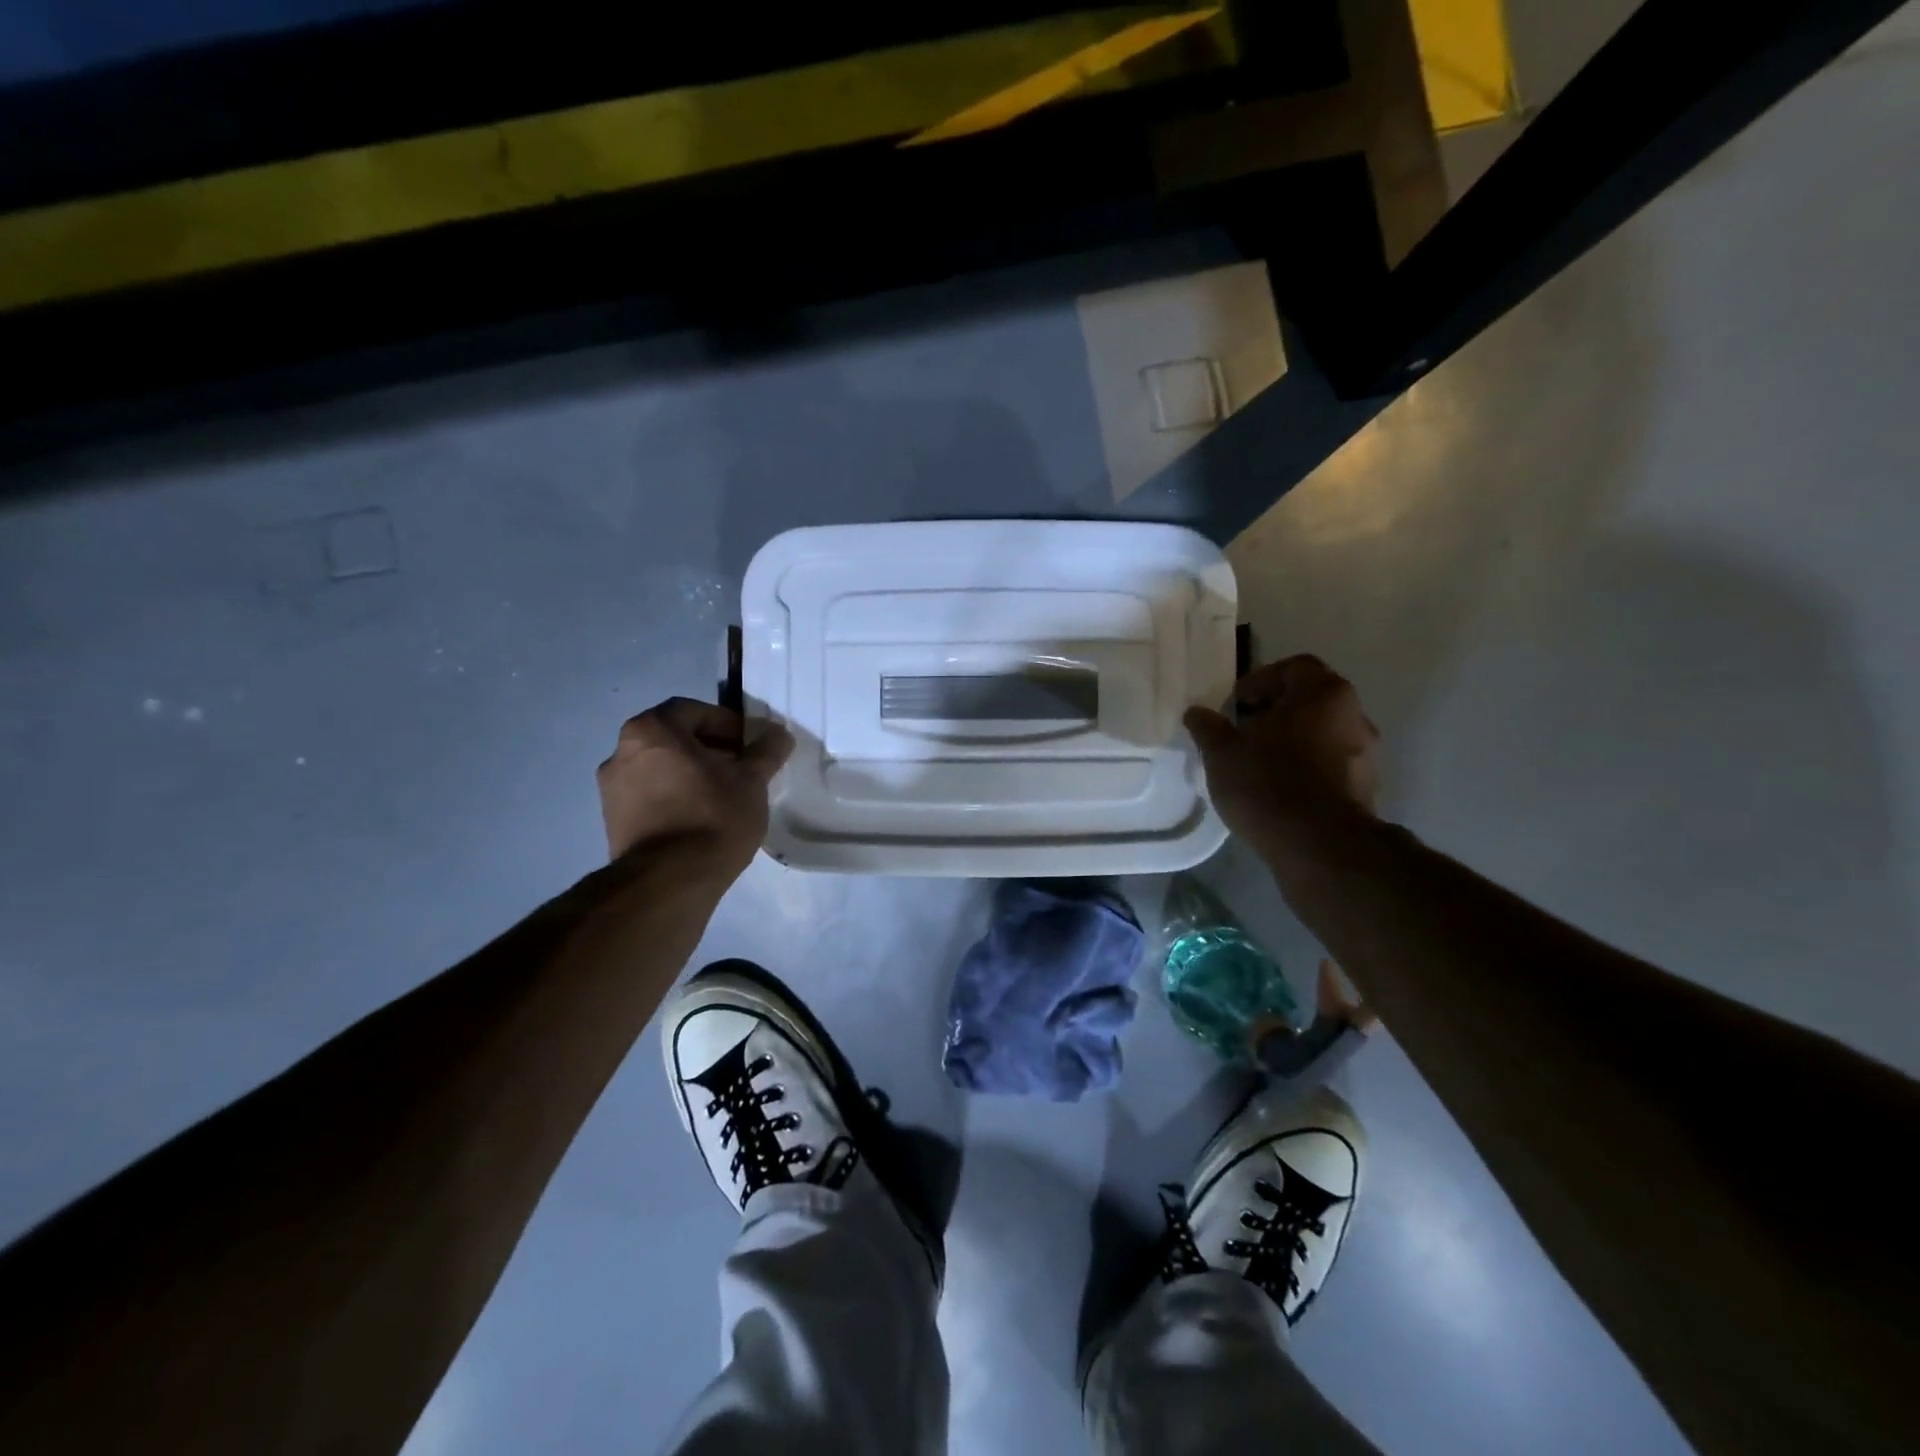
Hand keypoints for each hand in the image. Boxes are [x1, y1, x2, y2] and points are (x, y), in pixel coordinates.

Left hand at [597, 698, 793, 871]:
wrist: (670, 881)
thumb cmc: (713, 816)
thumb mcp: (751, 780)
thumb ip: (765, 751)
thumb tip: (779, 734)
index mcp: (651, 730)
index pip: (692, 711)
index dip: (726, 723)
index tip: (750, 744)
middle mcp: (621, 752)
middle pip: (673, 739)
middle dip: (709, 749)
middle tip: (740, 768)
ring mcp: (611, 790)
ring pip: (660, 768)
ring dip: (690, 774)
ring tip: (724, 795)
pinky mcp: (613, 823)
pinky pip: (650, 796)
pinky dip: (674, 797)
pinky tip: (701, 818)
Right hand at [1184, 655, 1379, 850]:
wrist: (1318, 845)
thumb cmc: (1268, 783)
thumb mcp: (1222, 753)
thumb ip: (1208, 727)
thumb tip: (1196, 712)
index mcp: (1323, 693)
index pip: (1293, 667)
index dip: (1260, 681)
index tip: (1236, 705)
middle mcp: (1353, 714)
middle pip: (1310, 699)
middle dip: (1275, 711)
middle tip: (1243, 731)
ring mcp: (1365, 752)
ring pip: (1321, 732)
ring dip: (1292, 740)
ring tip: (1258, 762)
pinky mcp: (1365, 786)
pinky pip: (1330, 763)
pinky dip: (1306, 766)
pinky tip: (1279, 788)